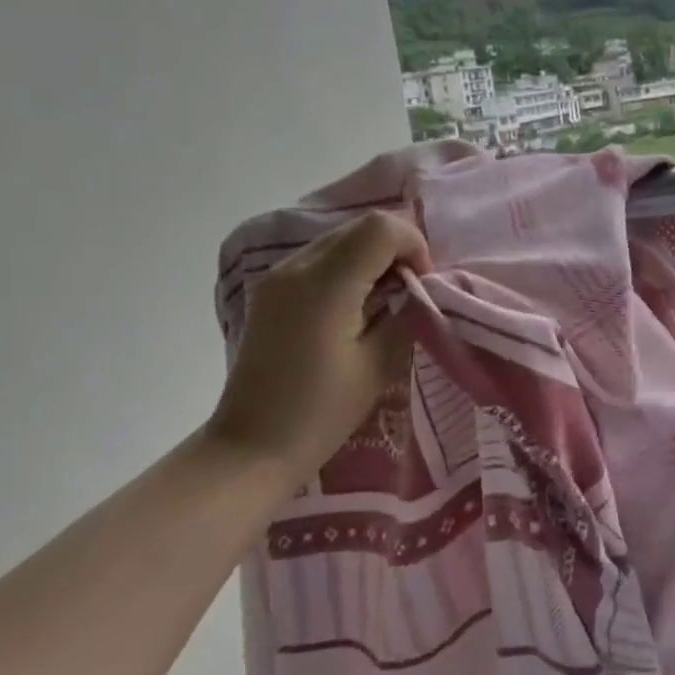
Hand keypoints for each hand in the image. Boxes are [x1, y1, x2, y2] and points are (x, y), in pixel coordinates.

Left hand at [206, 211, 430, 488]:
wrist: (251, 448)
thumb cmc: (321, 413)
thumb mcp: (378, 364)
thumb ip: (404, 314)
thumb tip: (415, 291)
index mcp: (325, 284)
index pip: (380, 228)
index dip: (413, 245)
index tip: (423, 284)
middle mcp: (296, 267)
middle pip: (360, 226)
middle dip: (396, 248)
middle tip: (411, 290)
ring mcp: (278, 277)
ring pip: (340, 238)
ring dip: (372, 256)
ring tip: (385, 300)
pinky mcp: (271, 291)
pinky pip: (320, 258)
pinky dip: (349, 268)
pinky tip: (356, 306)